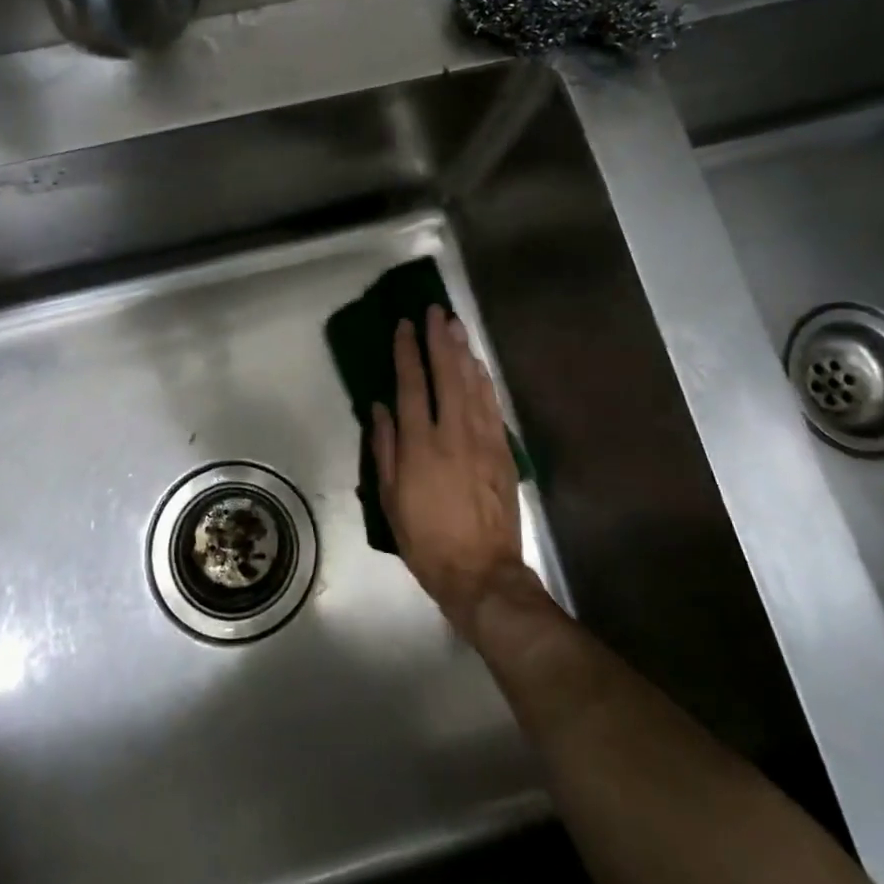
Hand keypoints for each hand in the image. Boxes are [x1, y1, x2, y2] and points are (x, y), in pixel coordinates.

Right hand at [372, 307, 532, 639]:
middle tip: (436, 311)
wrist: (482, 572)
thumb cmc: (426, 539)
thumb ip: (385, 449)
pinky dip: (484, 380)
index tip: (404, 326)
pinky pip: (492, 405)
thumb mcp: (391, 500)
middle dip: (440, 340)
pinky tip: (478, 364)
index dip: (407, 352)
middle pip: (447, 374)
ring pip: (473, 384)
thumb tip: (380, 408)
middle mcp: (453, 433)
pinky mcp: (503, 451)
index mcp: (420, 445)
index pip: (411, 385)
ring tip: (456, 325)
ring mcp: (482, 440)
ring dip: (464, 352)